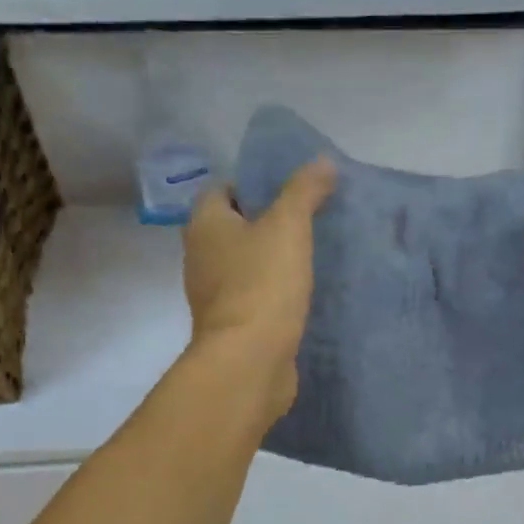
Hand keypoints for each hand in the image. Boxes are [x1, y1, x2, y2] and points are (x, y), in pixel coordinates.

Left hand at [183, 158, 334, 417]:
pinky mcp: (232, 327)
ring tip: (309, 257)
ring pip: (242, 266)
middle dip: (264, 223)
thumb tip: (323, 161)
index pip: (221, 189)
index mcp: (205, 225)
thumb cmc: (262, 285)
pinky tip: (301, 295)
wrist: (250, 361)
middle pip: (232, 229)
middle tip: (306, 222)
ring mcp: (213, 296)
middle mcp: (200, 257)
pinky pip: (253, 299)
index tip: (289, 192)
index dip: (253, 184)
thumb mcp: (288, 227)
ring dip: (269, 261)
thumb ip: (304, 191)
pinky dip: (272, 294)